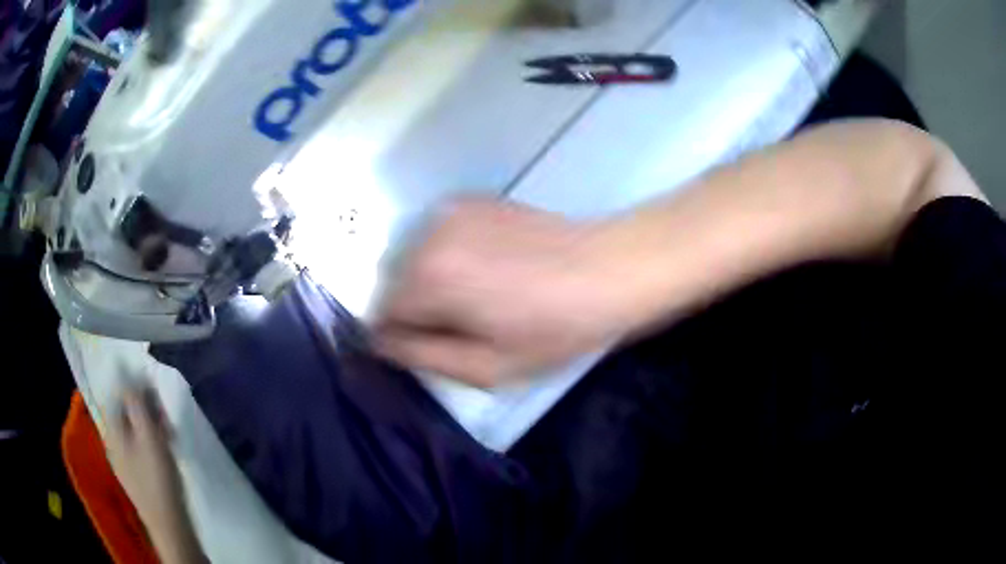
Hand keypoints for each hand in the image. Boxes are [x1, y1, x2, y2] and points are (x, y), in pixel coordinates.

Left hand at [103, 386, 184, 533]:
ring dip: (149, 425)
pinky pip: (139, 447)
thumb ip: (137, 405)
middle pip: (124, 413)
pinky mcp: (135, 475)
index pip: (115, 395)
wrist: (168, 523)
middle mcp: (113, 442)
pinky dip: (150, 441)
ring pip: (133, 430)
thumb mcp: (149, 436)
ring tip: (169, 432)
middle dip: (143, 407)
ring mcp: (123, 460)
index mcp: (112, 430)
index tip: (151, 387)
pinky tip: (165, 450)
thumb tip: (129, 375)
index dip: (132, 386)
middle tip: (164, 413)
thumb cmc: (158, 477)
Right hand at [375, 198, 633, 386]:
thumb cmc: (554, 328)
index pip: (380, 313)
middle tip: (464, 324)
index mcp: (428, 278)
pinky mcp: (470, 199)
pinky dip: (450, 255)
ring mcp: (449, 210)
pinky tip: (490, 267)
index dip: (403, 336)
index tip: (435, 346)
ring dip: (433, 280)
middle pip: (395, 282)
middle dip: (416, 307)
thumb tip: (380, 341)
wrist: (607, 269)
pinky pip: (439, 237)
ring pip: (415, 258)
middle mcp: (427, 234)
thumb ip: (421, 356)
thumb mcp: (488, 366)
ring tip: (482, 295)